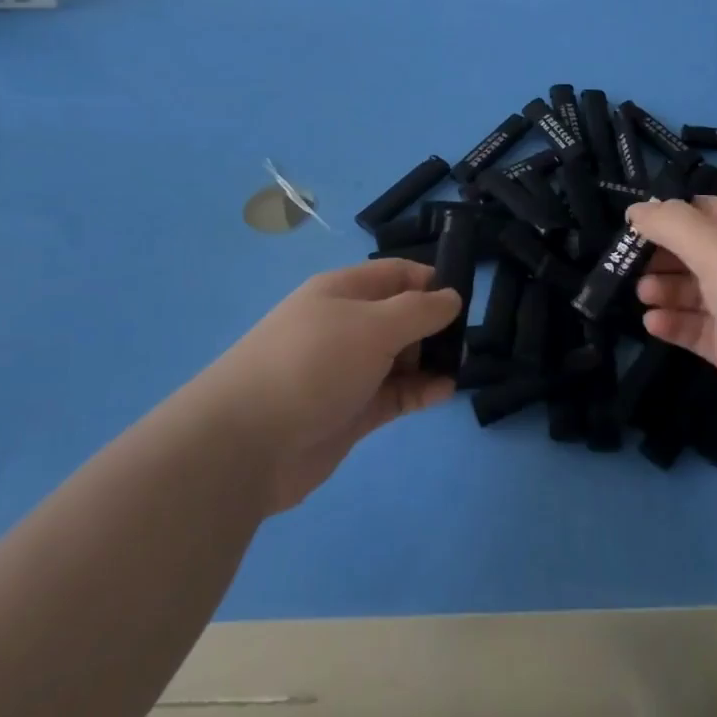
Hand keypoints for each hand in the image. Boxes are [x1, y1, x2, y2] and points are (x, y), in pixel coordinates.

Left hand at [192, 259, 461, 512]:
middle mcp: (345, 326)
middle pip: (400, 317)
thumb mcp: (373, 325)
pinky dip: (420, 392)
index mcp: (342, 292)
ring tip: (461, 368)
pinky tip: (444, 392)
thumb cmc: (313, 364)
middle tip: (468, 340)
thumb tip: (452, 297)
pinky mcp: (350, 411)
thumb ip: (419, 310)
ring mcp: (347, 371)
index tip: (466, 299)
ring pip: (400, 358)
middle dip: (435, 325)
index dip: (431, 281)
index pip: (395, 275)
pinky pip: (394, 394)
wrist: (247, 442)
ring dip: (431, 361)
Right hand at [627, 196, 716, 453]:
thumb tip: (636, 209)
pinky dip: (675, 324)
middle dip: (663, 255)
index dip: (671, 215)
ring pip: (697, 292)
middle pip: (700, 253)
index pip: (710, 212)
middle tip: (626, 264)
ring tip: (642, 295)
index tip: (631, 225)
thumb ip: (673, 225)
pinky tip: (653, 324)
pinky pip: (700, 330)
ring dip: (666, 289)